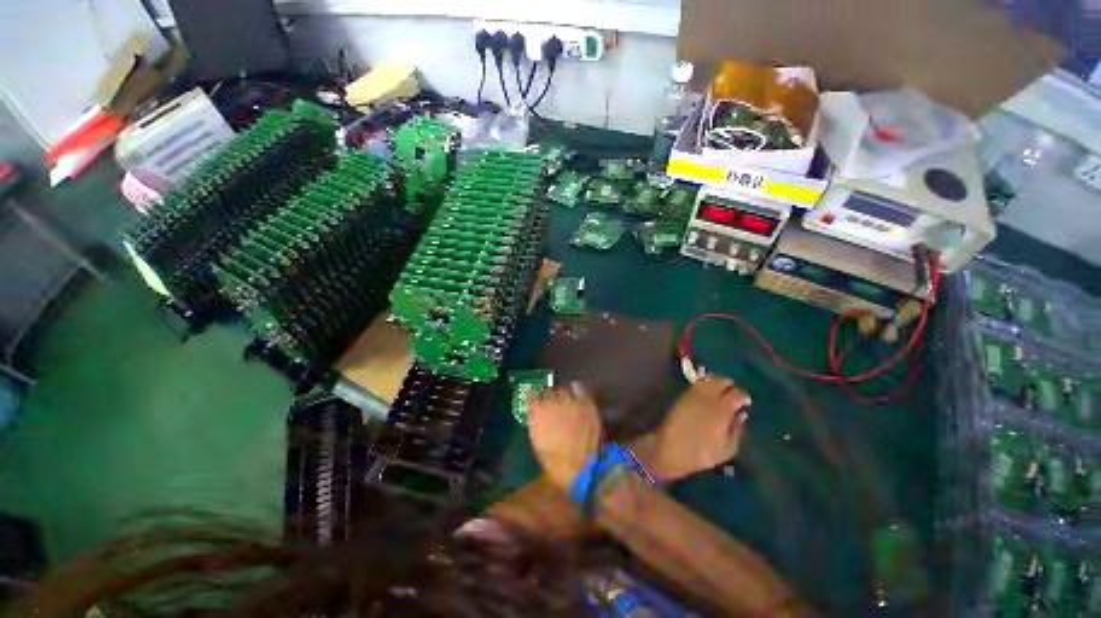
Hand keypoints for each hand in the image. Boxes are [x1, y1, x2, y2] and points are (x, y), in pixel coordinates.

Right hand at [527, 384, 601, 490]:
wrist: (576, 466)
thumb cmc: (552, 458)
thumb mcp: (536, 438)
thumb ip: (536, 419)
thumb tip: (538, 411)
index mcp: (536, 410)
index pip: (533, 395)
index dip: (536, 398)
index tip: (538, 402)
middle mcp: (552, 400)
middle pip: (549, 391)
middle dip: (550, 396)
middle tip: (553, 403)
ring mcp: (570, 400)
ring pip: (563, 389)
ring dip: (563, 394)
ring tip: (566, 399)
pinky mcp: (585, 403)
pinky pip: (579, 389)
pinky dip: (577, 390)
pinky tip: (577, 393)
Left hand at [634, 375, 749, 480]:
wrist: (671, 448)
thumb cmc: (702, 452)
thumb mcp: (727, 448)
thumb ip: (737, 429)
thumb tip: (741, 415)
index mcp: (722, 408)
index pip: (737, 394)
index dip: (743, 396)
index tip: (746, 402)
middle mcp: (708, 396)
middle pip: (722, 381)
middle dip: (730, 386)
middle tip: (733, 395)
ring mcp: (693, 394)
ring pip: (708, 380)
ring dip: (716, 383)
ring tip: (720, 392)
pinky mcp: (682, 395)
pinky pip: (696, 384)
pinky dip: (704, 385)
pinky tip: (706, 393)